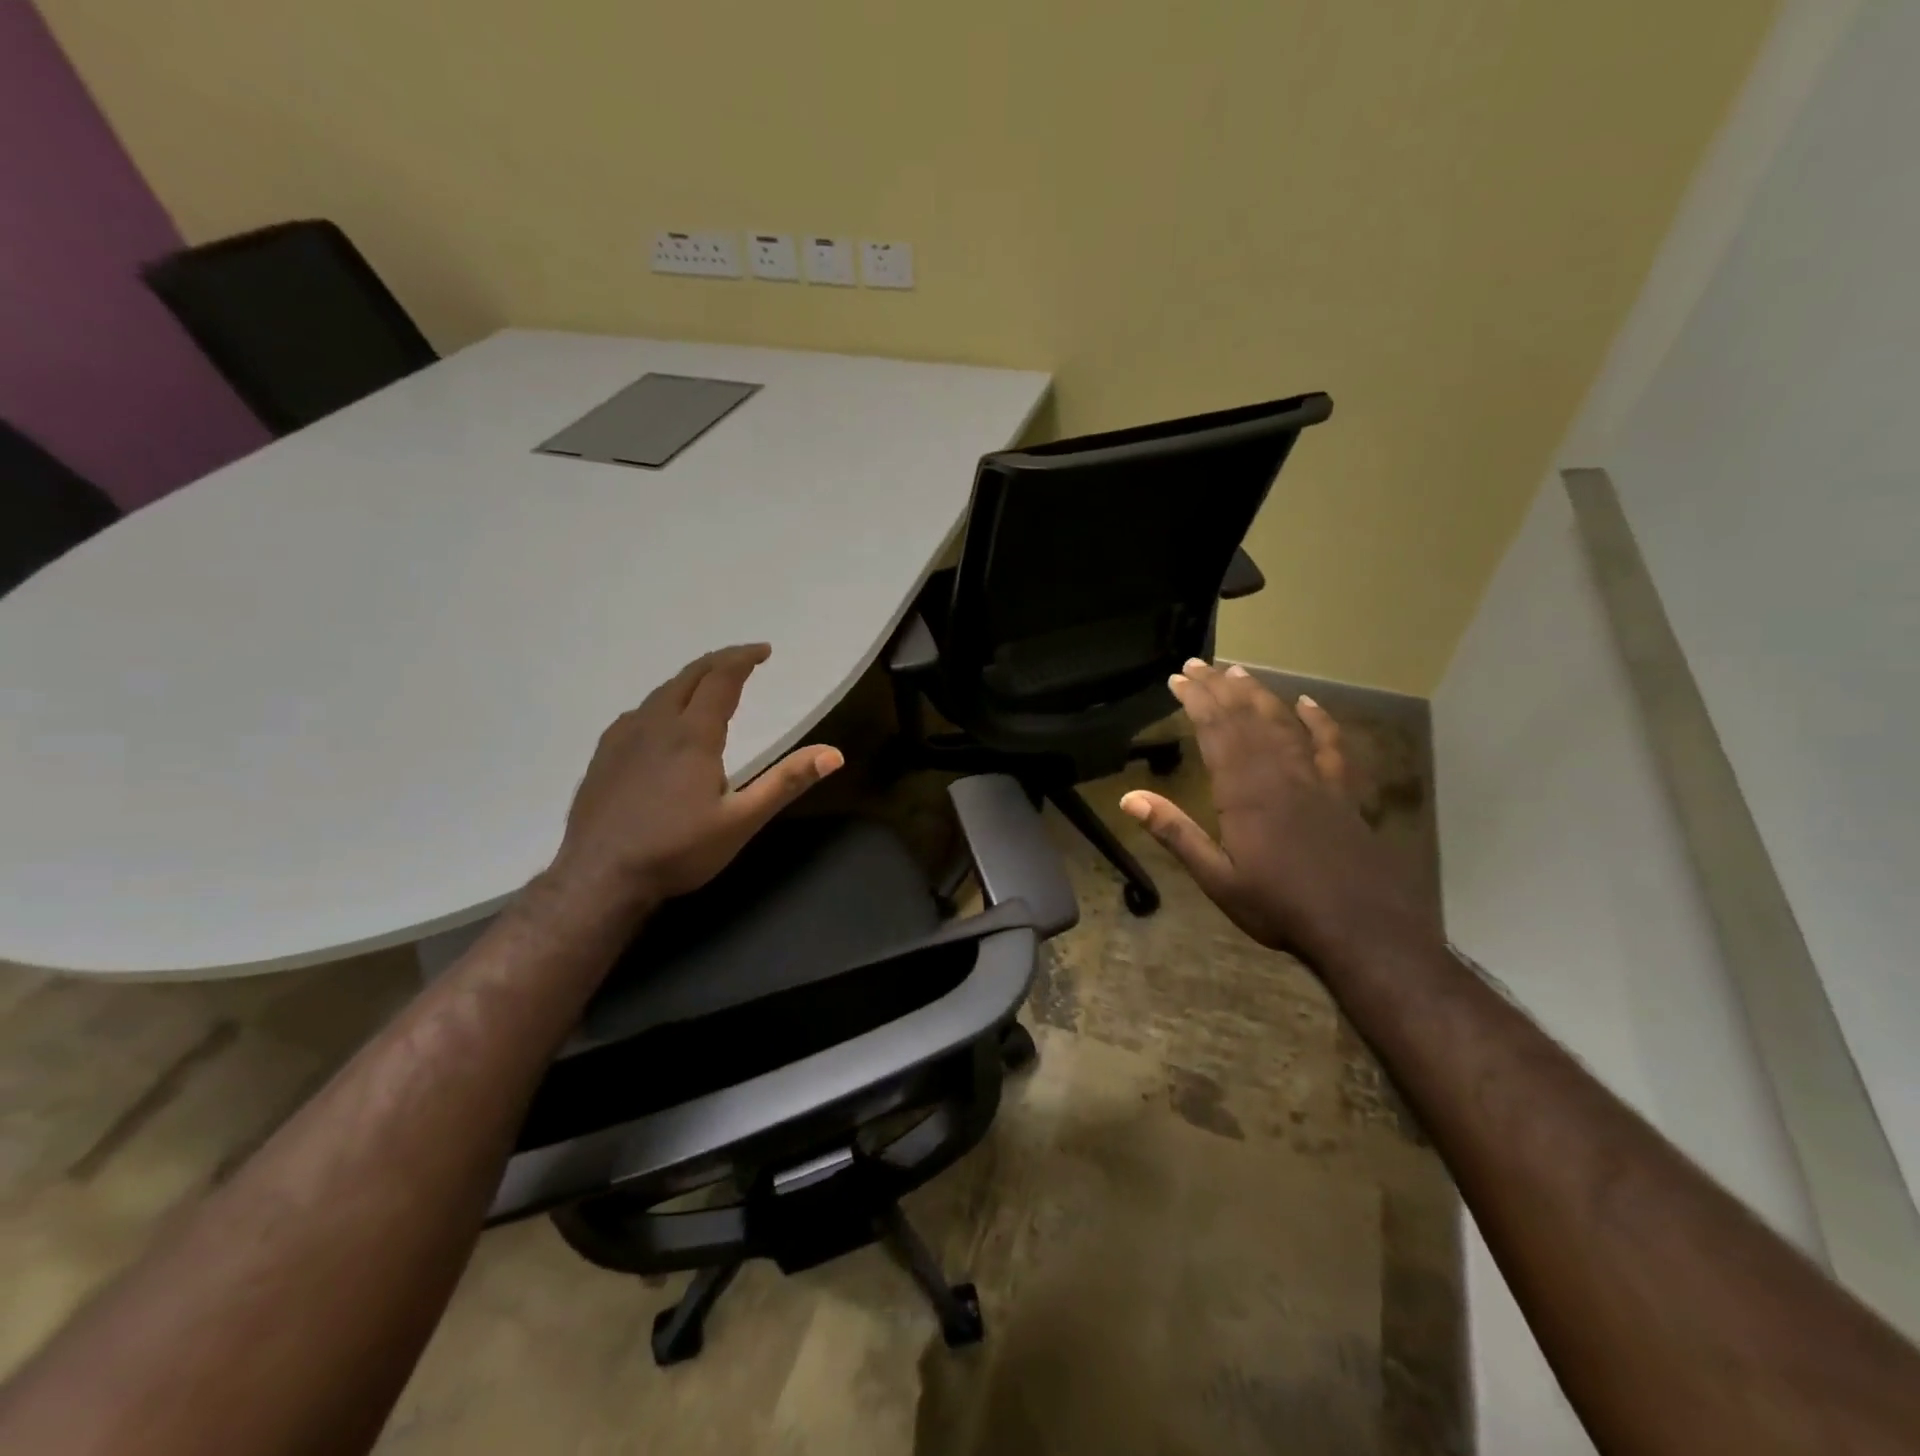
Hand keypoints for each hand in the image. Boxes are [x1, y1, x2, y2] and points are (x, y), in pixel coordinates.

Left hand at [549, 644, 842, 917]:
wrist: (599, 877)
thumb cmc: (677, 850)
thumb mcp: (741, 821)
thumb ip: (786, 783)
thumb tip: (834, 753)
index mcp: (692, 735)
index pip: (721, 679)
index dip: (743, 659)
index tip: (763, 650)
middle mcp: (656, 724)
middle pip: (688, 677)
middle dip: (718, 662)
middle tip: (742, 659)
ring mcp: (623, 738)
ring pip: (660, 693)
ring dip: (689, 680)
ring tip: (707, 684)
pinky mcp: (603, 756)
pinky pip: (638, 712)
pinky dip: (661, 701)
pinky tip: (660, 721)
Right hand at [1118, 660, 1433, 971]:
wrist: (1362, 929)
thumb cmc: (1280, 907)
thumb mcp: (1217, 878)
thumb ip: (1175, 833)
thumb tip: (1129, 798)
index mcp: (1244, 792)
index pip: (1216, 732)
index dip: (1196, 701)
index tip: (1178, 678)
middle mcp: (1279, 774)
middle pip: (1246, 719)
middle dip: (1220, 688)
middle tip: (1199, 664)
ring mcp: (1316, 780)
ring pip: (1284, 724)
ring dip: (1259, 696)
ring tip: (1238, 673)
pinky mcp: (1344, 793)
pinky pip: (1331, 746)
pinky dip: (1319, 721)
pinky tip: (1307, 703)